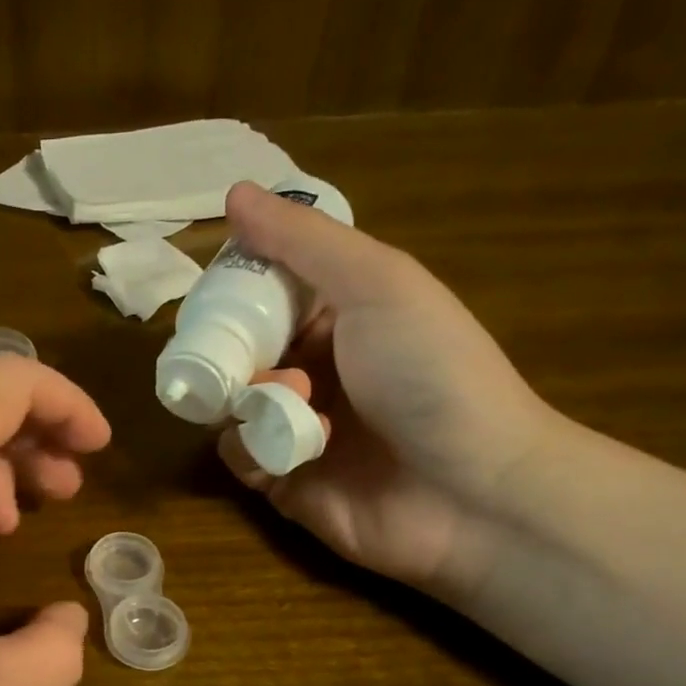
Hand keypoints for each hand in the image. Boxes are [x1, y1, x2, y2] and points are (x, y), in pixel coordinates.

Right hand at [216, 181, 557, 597]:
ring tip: (281, 398)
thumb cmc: (430, 374)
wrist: (471, 491)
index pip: (269, 294)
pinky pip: (237, 453)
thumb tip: (234, 193)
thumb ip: (303, 242)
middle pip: (239, 348)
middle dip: (227, 346)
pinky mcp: (280, 480)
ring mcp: (297, 427)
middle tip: (223, 349)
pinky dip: (247, 445)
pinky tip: (280, 444)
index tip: (214, 288)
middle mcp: (316, 369)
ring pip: (229, 400)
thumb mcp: (376, 285)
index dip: (237, 287)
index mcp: (342, 318)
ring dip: (243, 395)